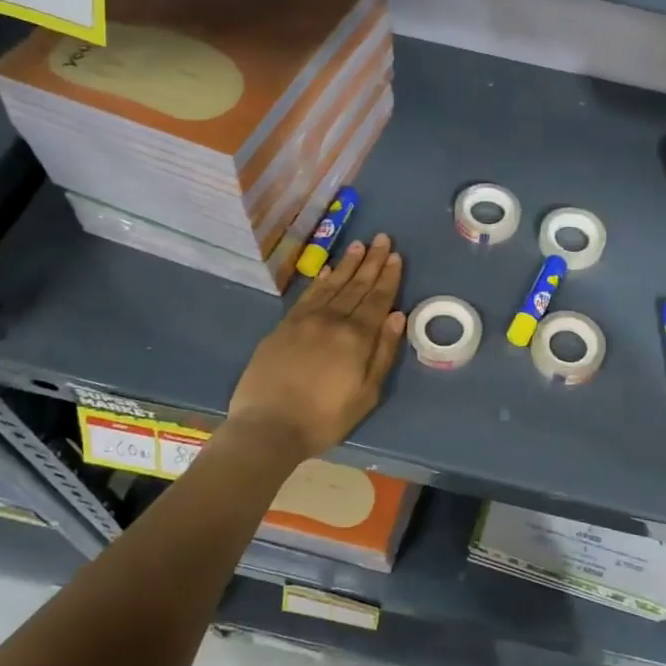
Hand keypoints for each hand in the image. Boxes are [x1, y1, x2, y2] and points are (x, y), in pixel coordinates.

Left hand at [227, 234, 405, 461]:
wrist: (268, 427)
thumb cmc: (325, 418)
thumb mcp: (367, 393)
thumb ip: (384, 352)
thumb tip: (397, 315)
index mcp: (357, 337)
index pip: (378, 299)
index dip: (388, 276)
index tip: (395, 255)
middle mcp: (332, 320)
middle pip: (356, 286)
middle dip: (371, 261)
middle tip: (381, 238)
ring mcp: (305, 321)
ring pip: (331, 285)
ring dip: (347, 264)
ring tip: (358, 245)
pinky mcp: (283, 327)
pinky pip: (307, 296)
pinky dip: (319, 280)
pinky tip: (327, 270)